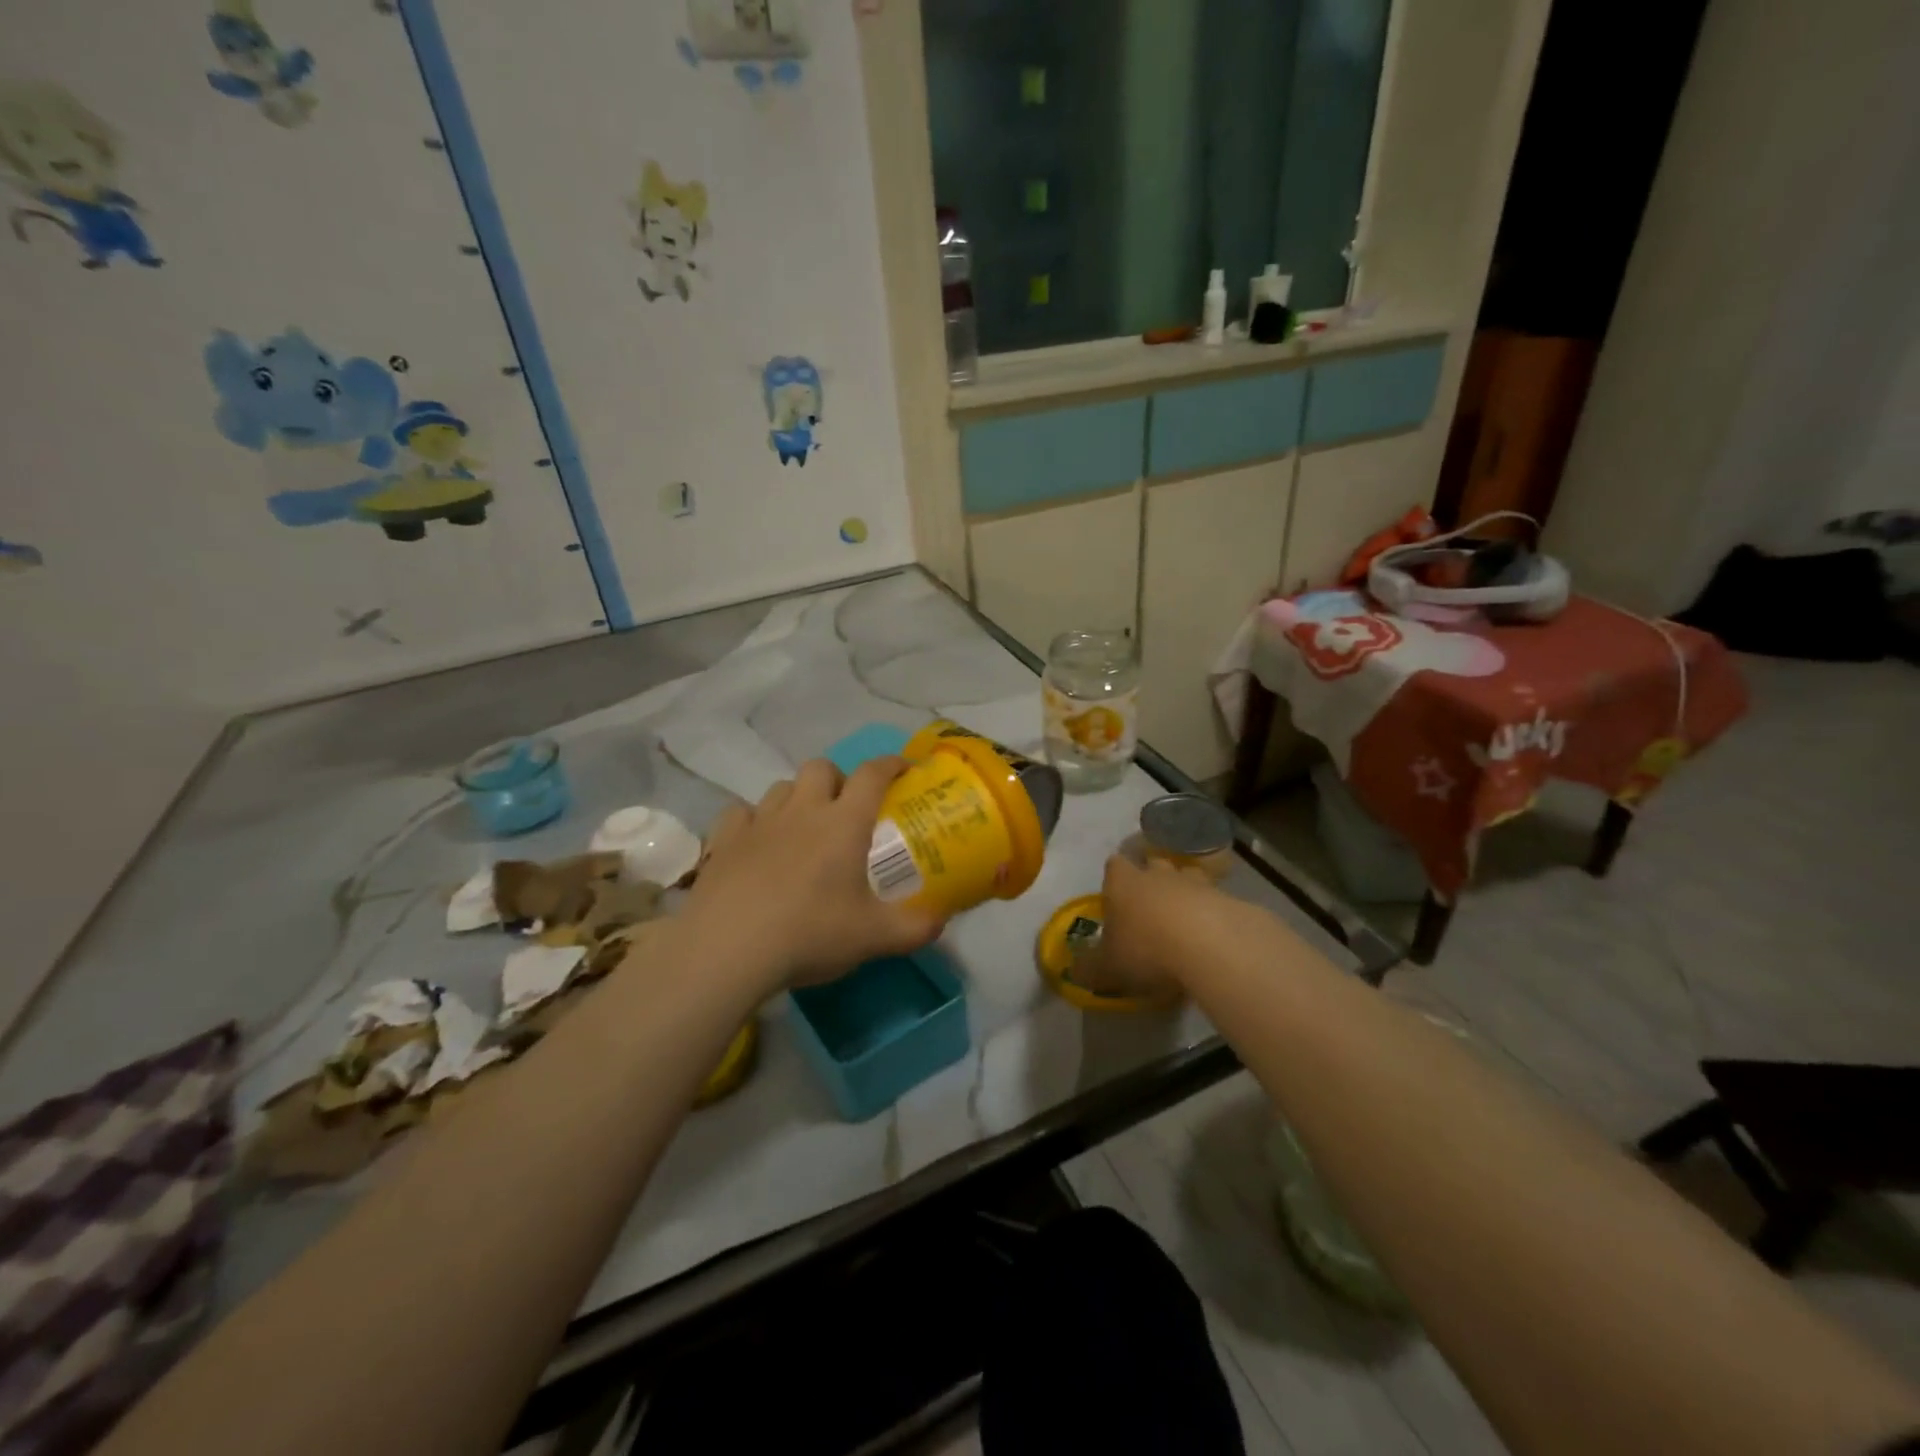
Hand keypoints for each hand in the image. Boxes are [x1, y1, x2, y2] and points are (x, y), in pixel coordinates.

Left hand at [681, 757, 943, 990]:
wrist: (728, 949)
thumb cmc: (810, 934)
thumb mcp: (875, 937)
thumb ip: (915, 927)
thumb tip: (942, 920)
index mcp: (844, 823)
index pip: (873, 774)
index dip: (891, 764)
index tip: (904, 768)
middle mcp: (803, 810)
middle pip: (821, 768)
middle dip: (839, 778)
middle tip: (847, 808)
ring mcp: (759, 821)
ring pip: (781, 787)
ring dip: (798, 796)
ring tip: (803, 826)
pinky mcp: (724, 840)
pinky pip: (741, 812)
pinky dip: (753, 819)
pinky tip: (757, 842)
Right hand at [1098, 853, 1253, 998]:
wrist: (1209, 944)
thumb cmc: (1147, 948)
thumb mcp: (1108, 967)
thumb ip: (1089, 967)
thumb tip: (1074, 970)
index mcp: (1124, 883)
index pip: (1114, 865)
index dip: (1114, 877)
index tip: (1115, 895)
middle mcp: (1157, 875)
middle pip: (1153, 863)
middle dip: (1151, 878)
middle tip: (1149, 904)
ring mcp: (1195, 883)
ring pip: (1187, 876)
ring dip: (1185, 891)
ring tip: (1184, 916)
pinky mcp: (1227, 898)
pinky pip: (1215, 899)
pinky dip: (1211, 912)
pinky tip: (1211, 935)